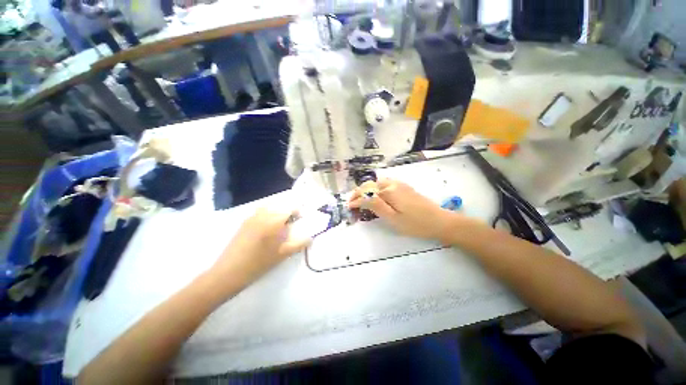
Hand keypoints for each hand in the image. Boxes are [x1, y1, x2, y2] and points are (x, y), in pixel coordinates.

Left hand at [212, 207, 310, 287]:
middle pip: (280, 203)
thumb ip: (299, 243)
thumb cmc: (259, 263)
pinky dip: (270, 212)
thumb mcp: (283, 254)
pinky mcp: (245, 222)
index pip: (290, 206)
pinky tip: (269, 226)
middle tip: (292, 221)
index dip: (298, 210)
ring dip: (279, 209)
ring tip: (282, 222)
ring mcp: (252, 216)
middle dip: (289, 209)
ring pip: (270, 205)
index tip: (300, 219)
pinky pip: (261, 210)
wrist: (229, 271)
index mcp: (273, 220)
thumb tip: (310, 237)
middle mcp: (263, 214)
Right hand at [349, 178, 456, 241]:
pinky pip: (385, 183)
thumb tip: (361, 199)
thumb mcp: (393, 218)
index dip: (356, 199)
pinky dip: (376, 187)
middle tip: (352, 202)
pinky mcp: (405, 187)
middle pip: (370, 184)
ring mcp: (399, 184)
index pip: (367, 193)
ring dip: (367, 189)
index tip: (348, 207)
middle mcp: (392, 184)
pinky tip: (376, 194)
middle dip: (359, 192)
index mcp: (389, 191)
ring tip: (361, 198)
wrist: (439, 221)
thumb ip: (376, 206)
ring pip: (377, 182)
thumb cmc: (415, 223)